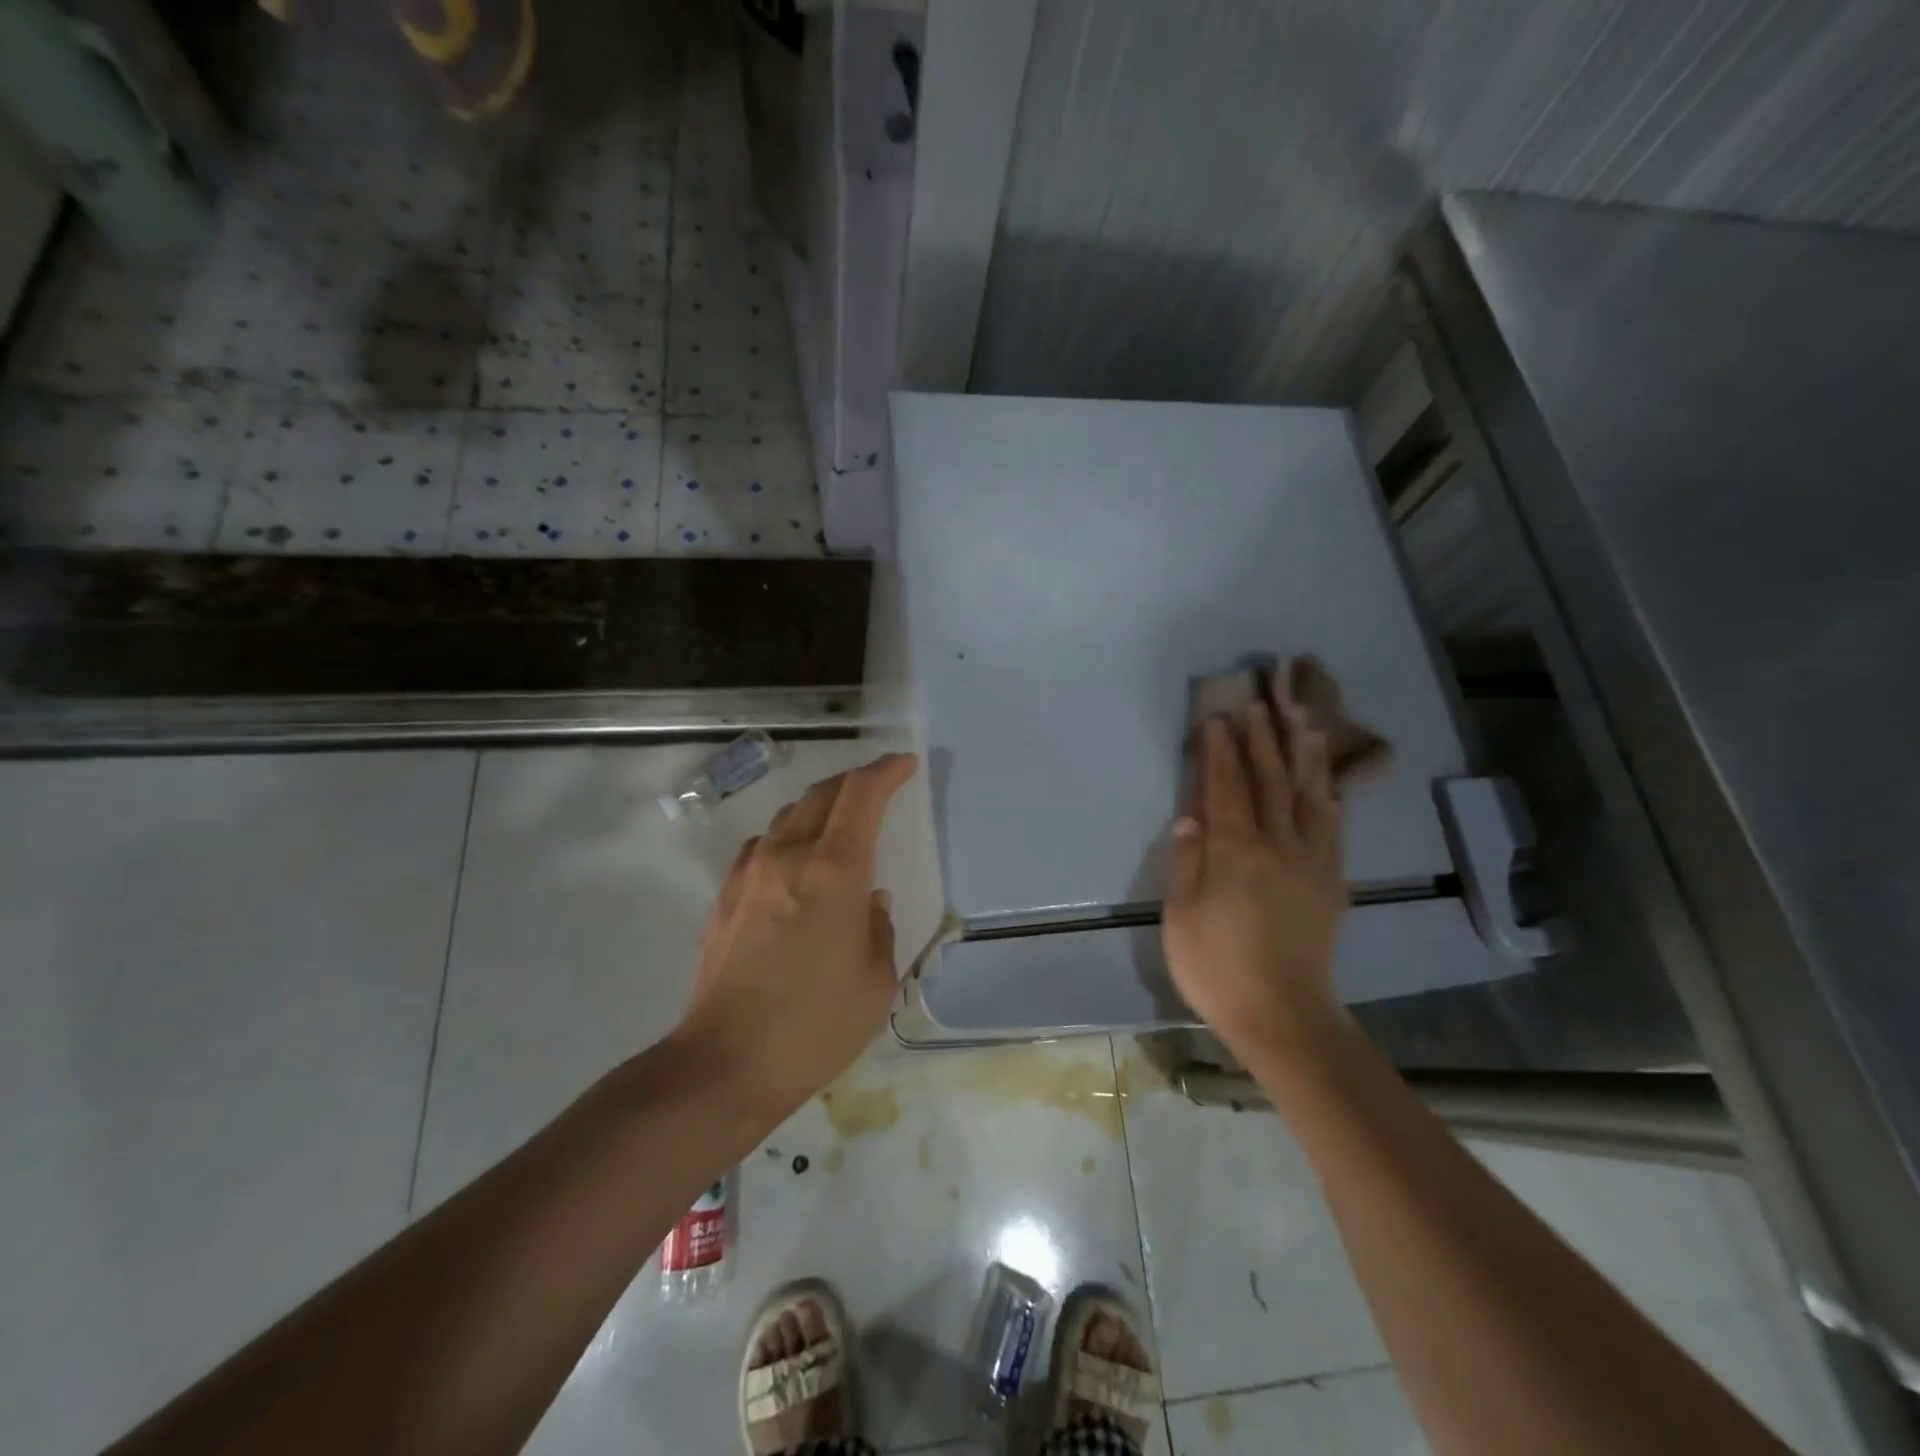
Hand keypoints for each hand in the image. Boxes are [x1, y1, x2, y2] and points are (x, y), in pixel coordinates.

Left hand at [679, 752, 917, 1119]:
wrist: (725, 1063)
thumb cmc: (815, 1025)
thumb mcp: (876, 980)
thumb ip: (879, 926)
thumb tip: (869, 899)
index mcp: (835, 870)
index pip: (861, 795)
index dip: (886, 772)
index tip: (904, 765)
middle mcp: (789, 856)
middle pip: (821, 793)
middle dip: (854, 782)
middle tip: (878, 789)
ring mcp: (749, 873)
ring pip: (787, 816)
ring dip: (818, 809)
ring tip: (838, 827)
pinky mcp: (724, 897)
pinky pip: (761, 847)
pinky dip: (786, 839)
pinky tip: (793, 867)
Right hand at [1162, 696, 1345, 1058]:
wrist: (1282, 1014)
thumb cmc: (1217, 967)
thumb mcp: (1181, 917)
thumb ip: (1187, 862)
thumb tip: (1190, 817)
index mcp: (1235, 852)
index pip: (1226, 788)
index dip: (1220, 751)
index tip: (1216, 718)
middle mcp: (1277, 845)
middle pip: (1270, 780)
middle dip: (1263, 737)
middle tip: (1260, 700)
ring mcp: (1311, 860)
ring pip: (1309, 794)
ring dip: (1304, 752)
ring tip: (1303, 717)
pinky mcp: (1332, 880)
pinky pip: (1333, 826)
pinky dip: (1330, 794)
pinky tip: (1328, 779)